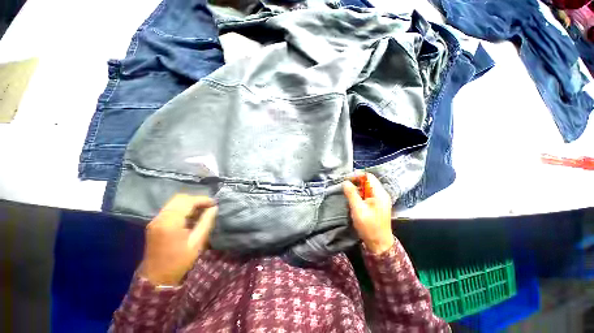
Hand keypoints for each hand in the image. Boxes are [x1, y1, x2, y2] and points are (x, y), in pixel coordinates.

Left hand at [139, 194, 217, 285]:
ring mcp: (156, 220)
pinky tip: (191, 216)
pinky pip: (170, 209)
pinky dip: (182, 208)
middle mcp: (161, 217)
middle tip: (208, 207)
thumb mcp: (197, 243)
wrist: (156, 278)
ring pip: (174, 202)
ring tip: (202, 211)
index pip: (188, 201)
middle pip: (180, 198)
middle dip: (196, 200)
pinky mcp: (155, 224)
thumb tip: (214, 208)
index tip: (214, 204)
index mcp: (170, 222)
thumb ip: (206, 222)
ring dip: (189, 203)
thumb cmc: (178, 262)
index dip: (203, 200)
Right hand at [343, 172, 394, 254]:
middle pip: (368, 182)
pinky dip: (359, 195)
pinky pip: (367, 195)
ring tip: (347, 194)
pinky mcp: (376, 205)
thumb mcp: (358, 209)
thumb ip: (351, 194)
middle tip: (345, 187)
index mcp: (379, 193)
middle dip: (355, 182)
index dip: (357, 175)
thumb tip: (345, 182)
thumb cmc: (369, 226)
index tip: (346, 179)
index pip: (368, 177)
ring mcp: (379, 200)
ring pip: (366, 188)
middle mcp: (381, 194)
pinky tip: (353, 200)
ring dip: (356, 189)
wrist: (379, 244)